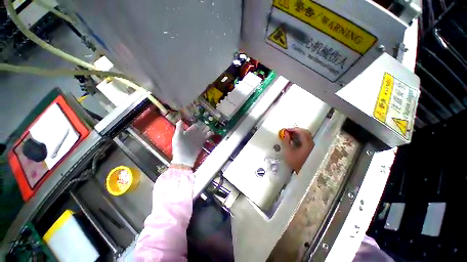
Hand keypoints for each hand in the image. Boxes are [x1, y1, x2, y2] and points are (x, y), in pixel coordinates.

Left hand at [171, 121, 207, 167]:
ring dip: (207, 129)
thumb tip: (180, 119)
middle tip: (209, 121)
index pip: (195, 125)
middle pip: (201, 128)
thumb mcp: (177, 136)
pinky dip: (210, 134)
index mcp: (188, 132)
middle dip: (204, 125)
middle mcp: (194, 134)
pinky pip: (207, 137)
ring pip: (204, 131)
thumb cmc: (179, 147)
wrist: (184, 158)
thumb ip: (179, 128)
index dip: (198, 123)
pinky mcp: (202, 142)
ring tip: (211, 126)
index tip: (202, 119)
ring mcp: (199, 138)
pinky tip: (212, 132)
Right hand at [282, 128, 313, 172]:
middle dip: (296, 130)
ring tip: (290, 135)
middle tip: (288, 131)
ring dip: (298, 133)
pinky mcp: (311, 148)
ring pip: (306, 135)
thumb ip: (286, 141)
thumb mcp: (288, 152)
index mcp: (307, 143)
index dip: (293, 129)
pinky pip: (306, 138)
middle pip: (305, 132)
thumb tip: (286, 133)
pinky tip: (295, 139)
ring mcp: (312, 146)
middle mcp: (311, 143)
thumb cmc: (296, 162)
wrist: (304, 172)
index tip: (286, 130)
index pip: (301, 131)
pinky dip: (300, 137)